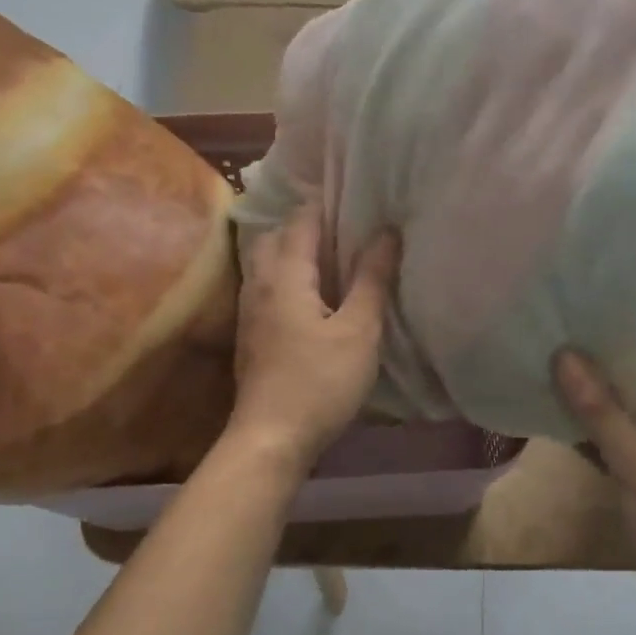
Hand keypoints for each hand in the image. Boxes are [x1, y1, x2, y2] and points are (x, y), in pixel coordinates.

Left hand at [228, 206, 399, 468]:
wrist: (269, 439)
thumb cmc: (320, 382)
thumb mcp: (359, 331)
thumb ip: (372, 280)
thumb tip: (387, 232)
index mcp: (286, 275)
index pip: (301, 222)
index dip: (325, 204)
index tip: (353, 195)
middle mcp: (260, 285)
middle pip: (274, 236)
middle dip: (302, 224)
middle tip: (340, 224)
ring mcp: (249, 312)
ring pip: (264, 263)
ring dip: (290, 250)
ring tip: (327, 255)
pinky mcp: (249, 336)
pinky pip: (264, 287)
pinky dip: (284, 276)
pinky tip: (308, 295)